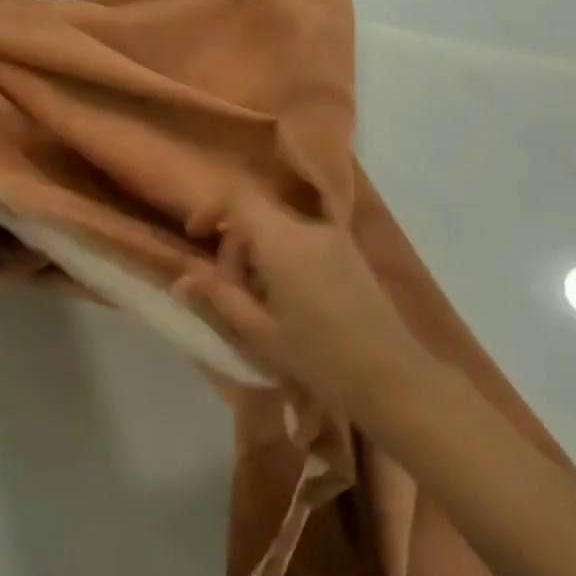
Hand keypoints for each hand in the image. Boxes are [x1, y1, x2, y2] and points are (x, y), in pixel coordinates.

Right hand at [176, 185, 421, 415]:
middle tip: (230, 291)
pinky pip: (304, 239)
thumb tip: (182, 278)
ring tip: (260, 302)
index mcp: (284, 241)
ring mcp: (335, 237)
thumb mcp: (259, 333)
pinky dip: (284, 256)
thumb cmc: (319, 357)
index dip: (210, 210)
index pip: (238, 199)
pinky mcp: (350, 252)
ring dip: (259, 253)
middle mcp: (310, 228)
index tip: (196, 237)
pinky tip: (289, 300)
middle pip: (258, 215)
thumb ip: (219, 298)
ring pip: (280, 228)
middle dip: (235, 245)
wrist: (392, 377)